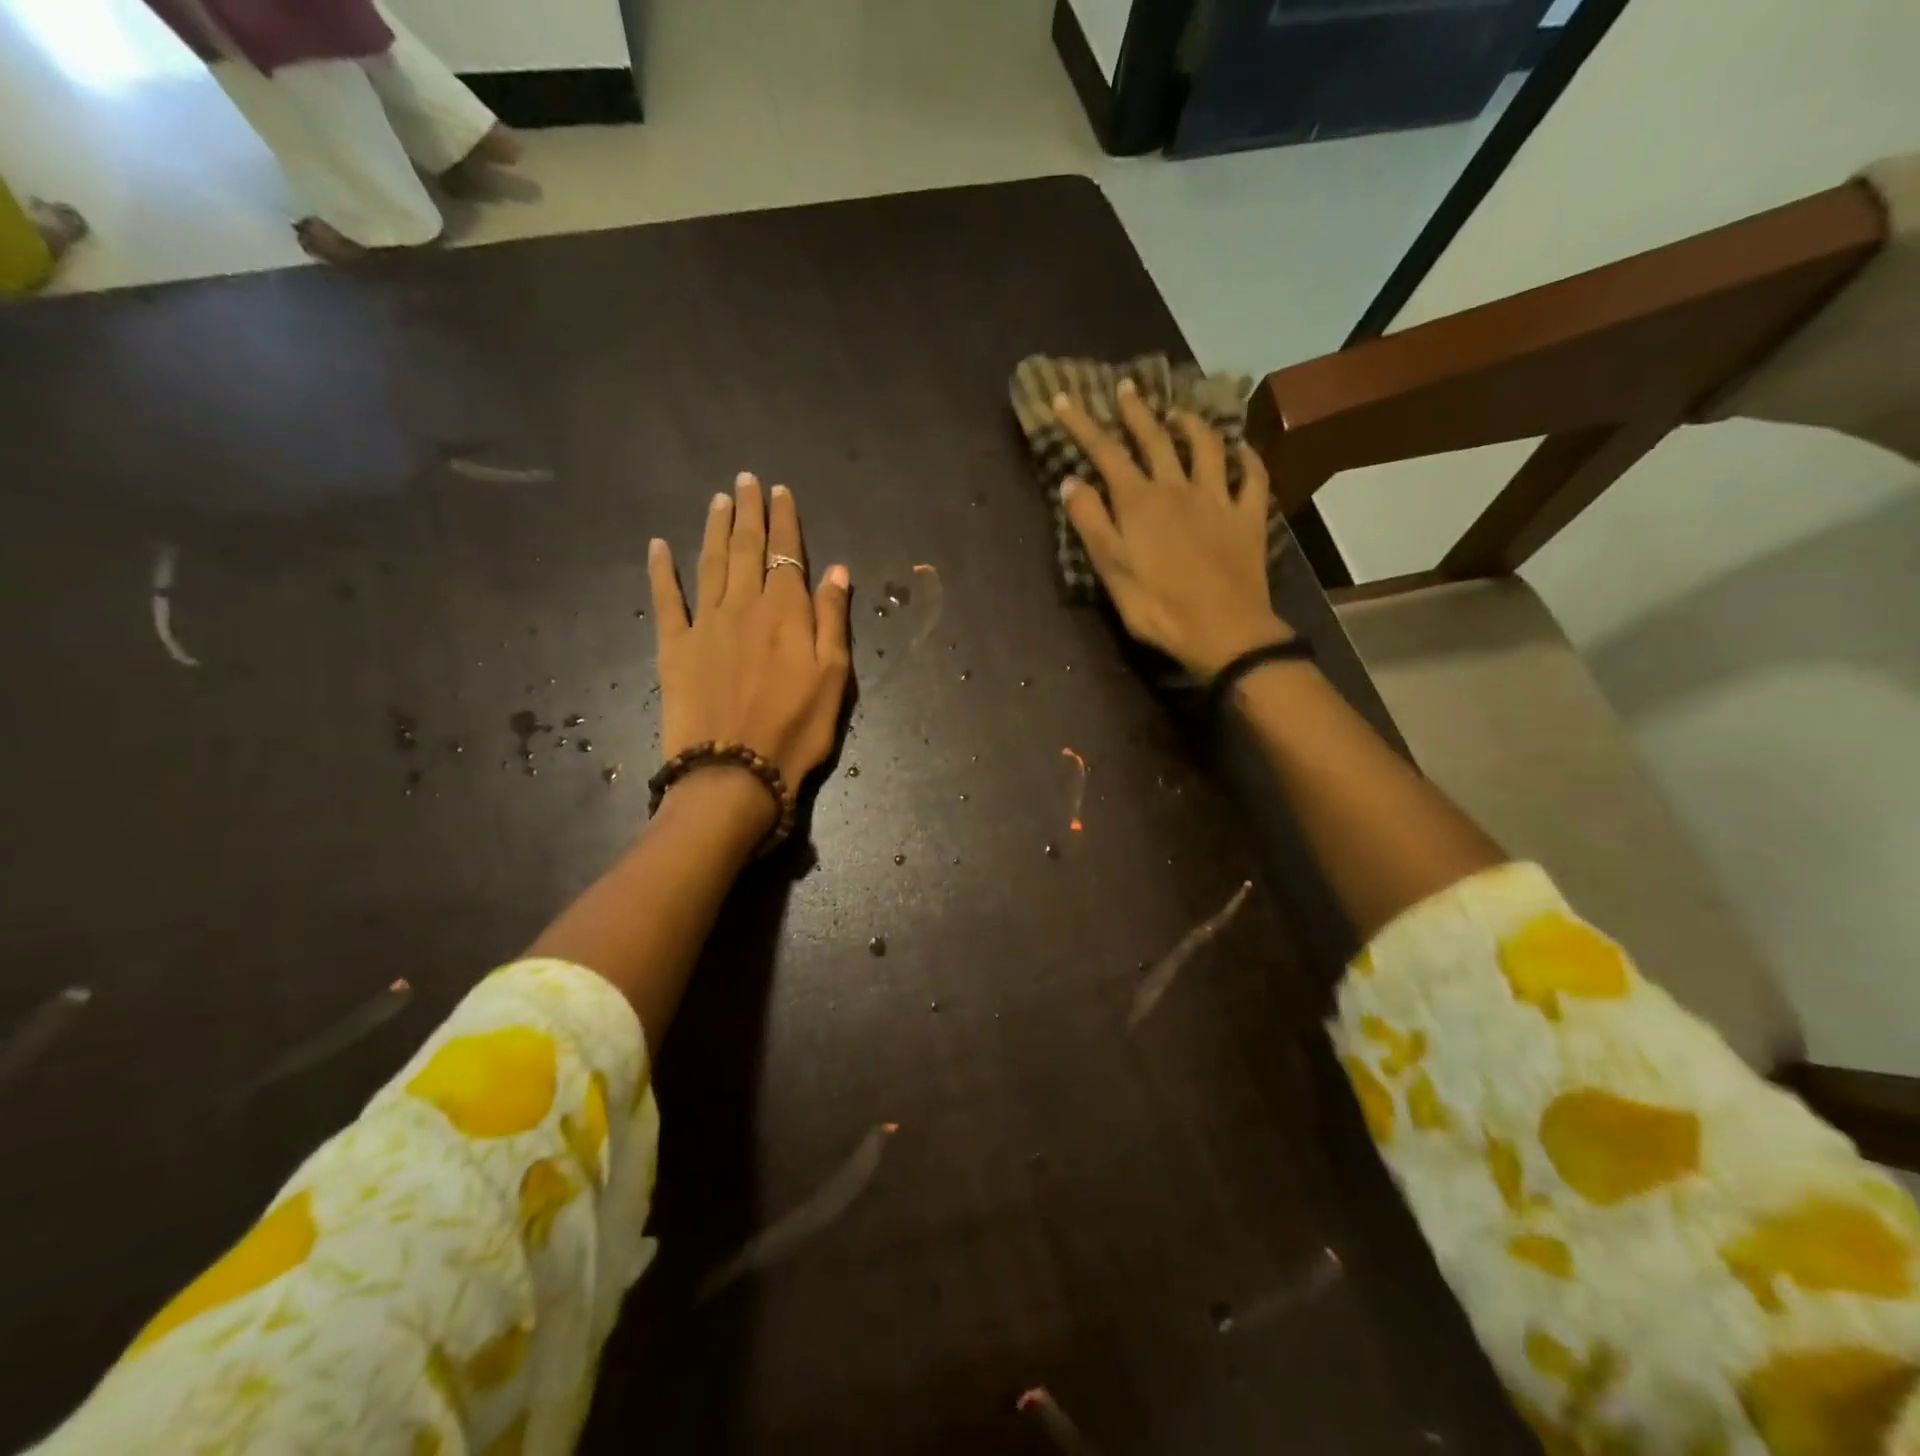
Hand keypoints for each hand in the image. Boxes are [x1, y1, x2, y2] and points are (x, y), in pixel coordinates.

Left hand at [650, 475, 851, 810]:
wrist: (734, 772)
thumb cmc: (796, 730)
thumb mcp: (834, 679)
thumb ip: (832, 620)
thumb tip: (836, 571)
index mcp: (787, 613)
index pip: (786, 554)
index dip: (785, 521)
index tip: (780, 491)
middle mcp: (744, 606)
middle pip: (745, 548)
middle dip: (748, 511)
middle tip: (746, 480)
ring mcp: (705, 623)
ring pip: (709, 562)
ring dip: (713, 527)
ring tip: (719, 499)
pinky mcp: (673, 647)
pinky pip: (665, 599)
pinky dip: (661, 570)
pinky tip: (658, 546)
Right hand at [1052, 383, 1290, 678]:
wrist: (1223, 631)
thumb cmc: (1157, 606)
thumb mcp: (1110, 569)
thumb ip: (1090, 522)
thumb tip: (1070, 480)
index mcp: (1139, 502)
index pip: (1104, 453)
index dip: (1082, 424)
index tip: (1063, 398)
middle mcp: (1178, 488)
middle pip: (1155, 439)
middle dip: (1136, 411)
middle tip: (1127, 387)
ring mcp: (1218, 499)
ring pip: (1206, 447)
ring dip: (1191, 424)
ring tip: (1179, 412)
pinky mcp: (1248, 516)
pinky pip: (1252, 477)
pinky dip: (1247, 457)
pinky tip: (1242, 448)